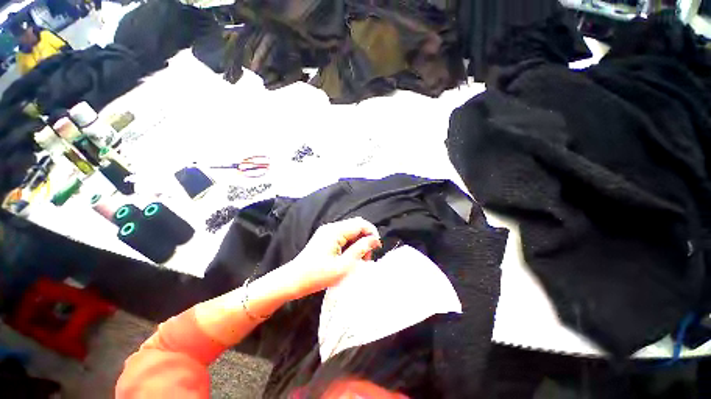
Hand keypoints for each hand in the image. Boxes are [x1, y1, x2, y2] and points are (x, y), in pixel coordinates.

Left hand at [282, 218, 381, 299]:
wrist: (293, 280)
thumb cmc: (318, 275)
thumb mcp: (343, 266)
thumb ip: (360, 250)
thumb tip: (374, 240)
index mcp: (335, 231)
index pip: (360, 224)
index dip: (372, 233)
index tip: (377, 248)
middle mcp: (331, 227)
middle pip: (356, 226)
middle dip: (365, 238)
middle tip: (366, 257)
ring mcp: (327, 231)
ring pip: (350, 231)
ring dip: (358, 242)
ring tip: (358, 259)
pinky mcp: (325, 237)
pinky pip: (343, 236)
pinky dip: (350, 244)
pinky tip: (349, 257)